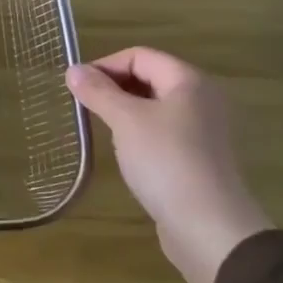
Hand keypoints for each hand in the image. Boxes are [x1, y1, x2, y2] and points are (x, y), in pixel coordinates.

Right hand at [66, 47, 272, 282]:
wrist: (209, 227)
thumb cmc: (166, 162)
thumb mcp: (125, 121)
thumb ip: (98, 92)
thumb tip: (72, 70)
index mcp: (189, 81)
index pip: (140, 55)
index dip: (105, 65)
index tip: (77, 87)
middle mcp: (201, 98)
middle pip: (149, 77)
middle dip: (113, 86)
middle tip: (85, 105)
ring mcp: (203, 129)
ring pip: (155, 105)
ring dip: (124, 109)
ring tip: (100, 126)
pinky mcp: (199, 156)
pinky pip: (163, 130)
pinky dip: (140, 131)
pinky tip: (125, 150)